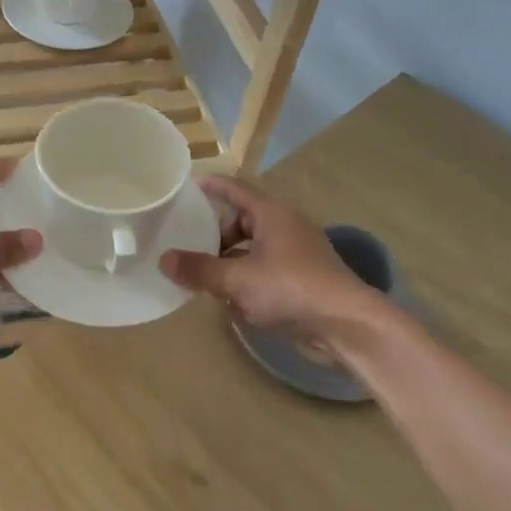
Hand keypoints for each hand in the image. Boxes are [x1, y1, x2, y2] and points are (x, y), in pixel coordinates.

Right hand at [160, 177, 374, 343]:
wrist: (345, 324)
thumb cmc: (290, 289)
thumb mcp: (237, 280)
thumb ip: (199, 270)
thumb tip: (164, 259)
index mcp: (271, 214)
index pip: (235, 189)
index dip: (211, 186)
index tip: (187, 186)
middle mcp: (285, 227)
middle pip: (241, 222)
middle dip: (215, 236)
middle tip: (188, 248)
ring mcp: (296, 253)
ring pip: (252, 250)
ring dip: (229, 263)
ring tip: (205, 279)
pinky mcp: (302, 278)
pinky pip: (265, 271)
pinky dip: (247, 280)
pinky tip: (232, 302)